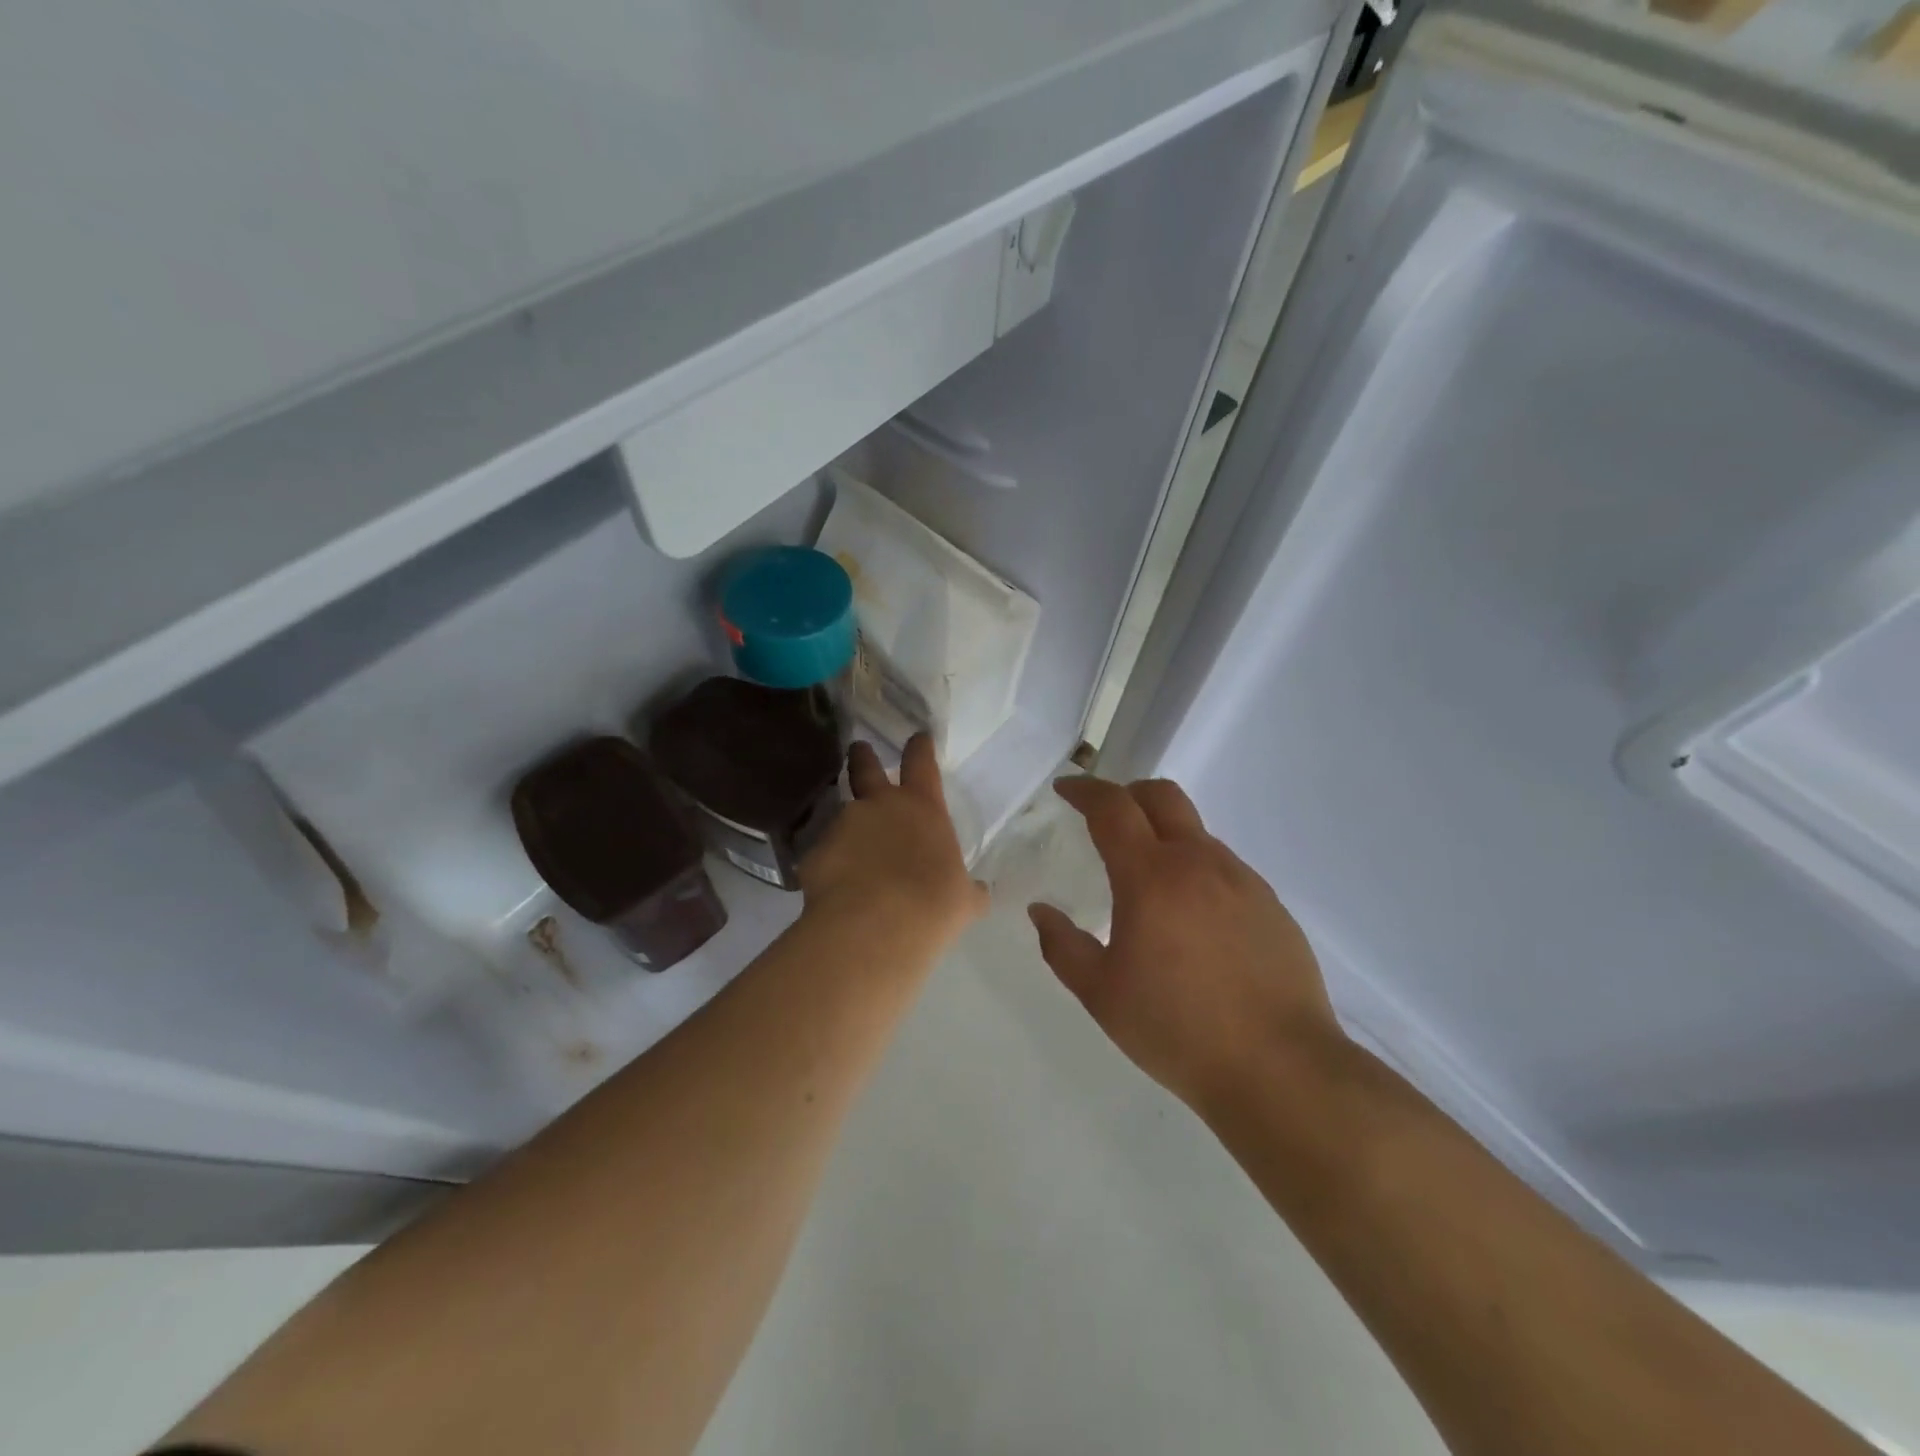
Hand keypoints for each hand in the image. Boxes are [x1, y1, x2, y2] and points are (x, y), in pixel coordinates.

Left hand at [800, 735, 988, 950]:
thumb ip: (969, 891)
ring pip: (842, 814)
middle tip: (858, 750)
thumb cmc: (932, 905)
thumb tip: (978, 893)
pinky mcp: (815, 852)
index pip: (921, 762)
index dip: (919, 747)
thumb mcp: (962, 900)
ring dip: (848, 826)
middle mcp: (879, 805)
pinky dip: (831, 864)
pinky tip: (836, 888)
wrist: (874, 926)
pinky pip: (824, 854)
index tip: (917, 738)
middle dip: (862, 756)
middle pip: (865, 766)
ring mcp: (843, 825)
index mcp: (922, 808)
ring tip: (851, 851)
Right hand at [1029, 776, 1340, 1112]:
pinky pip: (1223, 867)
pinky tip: (1191, 917)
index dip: (1084, 790)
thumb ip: (1062, 946)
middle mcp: (1199, 863)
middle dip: (1127, 793)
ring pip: (1195, 832)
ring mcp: (1242, 880)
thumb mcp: (1101, 994)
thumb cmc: (1177, 1030)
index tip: (1065, 789)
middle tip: (1105, 817)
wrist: (1280, 1069)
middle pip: (1162, 795)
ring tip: (1147, 881)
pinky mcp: (1270, 904)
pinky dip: (1195, 868)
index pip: (1113, 808)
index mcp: (1151, 877)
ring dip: (1163, 835)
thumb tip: (1041, 911)